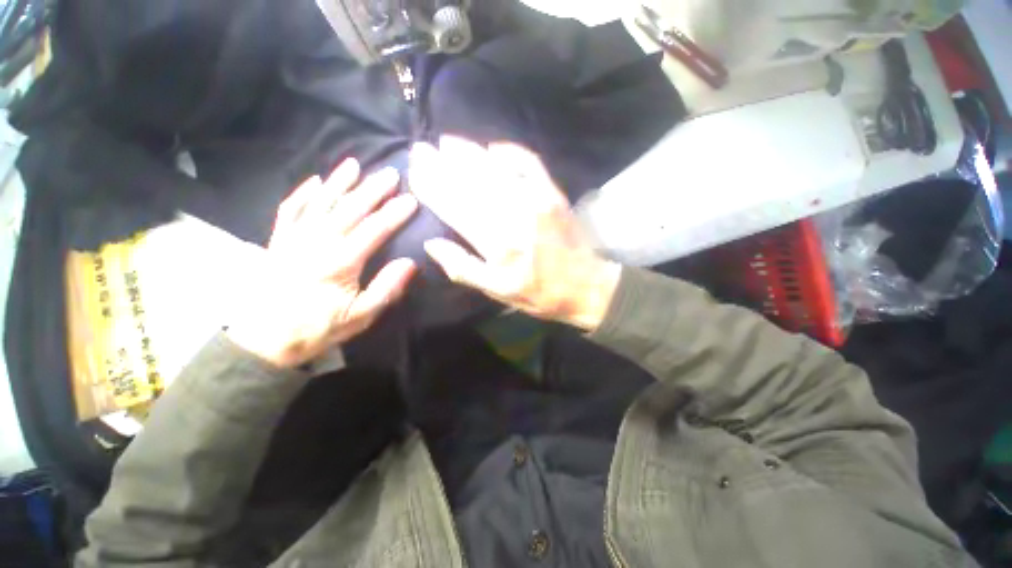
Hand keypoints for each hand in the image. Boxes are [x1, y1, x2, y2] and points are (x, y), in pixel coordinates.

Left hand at [227, 159, 417, 367]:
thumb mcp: (361, 316)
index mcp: (340, 262)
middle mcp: (316, 243)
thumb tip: (410, 263)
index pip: (374, 230)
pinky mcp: (279, 241)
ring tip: (354, 165)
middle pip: (349, 209)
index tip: (411, 199)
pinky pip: (290, 211)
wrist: (265, 340)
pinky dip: (302, 194)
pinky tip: (315, 182)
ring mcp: (294, 238)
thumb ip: (387, 288)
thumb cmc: (318, 328)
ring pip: (320, 203)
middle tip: (391, 174)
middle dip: (372, 190)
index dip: (394, 214)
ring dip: (339, 182)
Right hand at [409, 137, 619, 330]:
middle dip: (441, 164)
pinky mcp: (552, 192)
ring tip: (446, 142)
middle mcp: (511, 214)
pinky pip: (529, 163)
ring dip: (467, 152)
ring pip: (493, 168)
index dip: (432, 188)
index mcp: (495, 242)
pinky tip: (493, 147)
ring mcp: (535, 198)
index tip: (414, 173)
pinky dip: (510, 151)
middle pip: (469, 183)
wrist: (585, 285)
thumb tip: (431, 244)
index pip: (454, 207)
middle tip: (421, 149)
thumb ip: (462, 268)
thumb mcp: (497, 292)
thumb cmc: (539, 293)